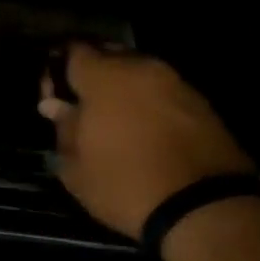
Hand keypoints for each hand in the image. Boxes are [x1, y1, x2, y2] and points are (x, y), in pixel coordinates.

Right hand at [39, 44, 254, 238]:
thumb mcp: (76, 166)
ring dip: (124, 91)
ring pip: (140, 74)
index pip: (73, 51)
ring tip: (116, 123)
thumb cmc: (125, 183)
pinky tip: (145, 133)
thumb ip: (63, 127)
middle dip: (93, 76)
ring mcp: (177, 84)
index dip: (57, 71)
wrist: (206, 209)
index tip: (53, 99)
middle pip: (109, 56)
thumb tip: (56, 107)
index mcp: (104, 75)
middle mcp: (141, 68)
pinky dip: (150, 106)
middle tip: (83, 108)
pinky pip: (164, 94)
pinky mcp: (204, 105)